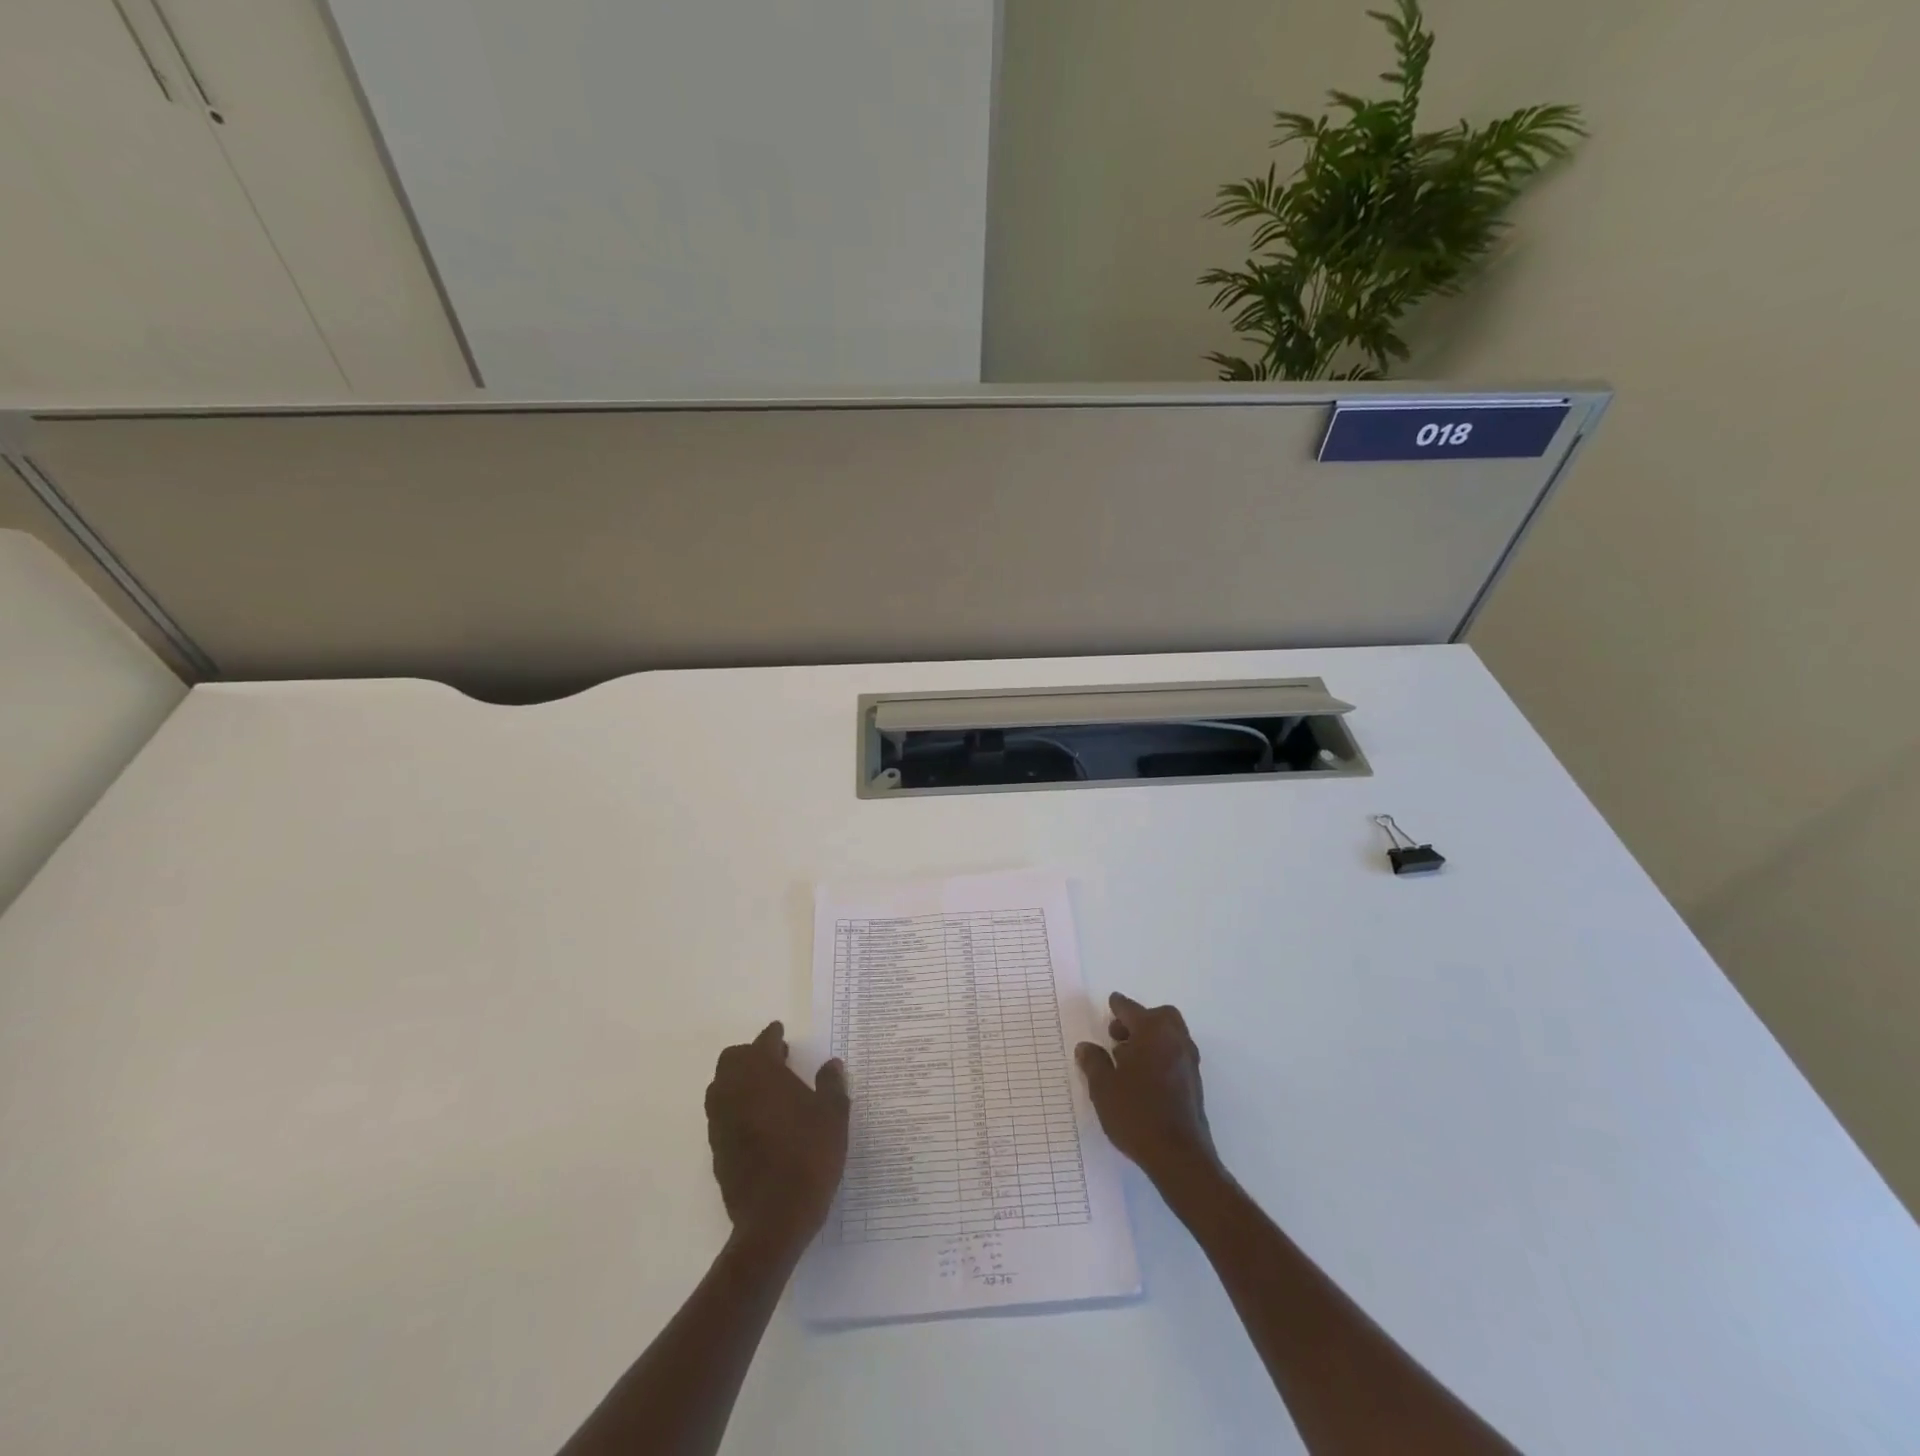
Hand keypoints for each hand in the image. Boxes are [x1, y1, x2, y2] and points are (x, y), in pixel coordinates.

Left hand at [704, 1022, 848, 1250]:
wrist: (774, 1218)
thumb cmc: (809, 1155)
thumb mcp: (833, 1116)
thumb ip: (831, 1085)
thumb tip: (831, 1064)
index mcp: (761, 1073)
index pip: (763, 1043)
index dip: (773, 1036)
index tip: (781, 1033)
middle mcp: (733, 1091)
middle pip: (733, 1060)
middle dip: (751, 1055)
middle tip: (777, 1061)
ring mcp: (720, 1121)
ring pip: (722, 1087)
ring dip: (740, 1081)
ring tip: (768, 1091)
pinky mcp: (716, 1149)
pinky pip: (722, 1115)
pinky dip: (737, 1108)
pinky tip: (760, 1123)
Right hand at [1076, 993, 1220, 1190]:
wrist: (1179, 1156)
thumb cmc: (1137, 1113)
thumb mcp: (1103, 1087)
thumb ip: (1093, 1062)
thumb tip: (1086, 1047)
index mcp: (1153, 1031)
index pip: (1131, 1009)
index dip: (1117, 1006)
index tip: (1111, 1003)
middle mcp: (1175, 1040)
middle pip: (1159, 1017)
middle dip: (1139, 1020)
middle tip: (1118, 1035)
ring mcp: (1188, 1062)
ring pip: (1169, 1036)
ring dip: (1150, 1038)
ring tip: (1126, 1059)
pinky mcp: (1194, 1083)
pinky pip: (1175, 1055)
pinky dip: (1159, 1055)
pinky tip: (1143, 1077)